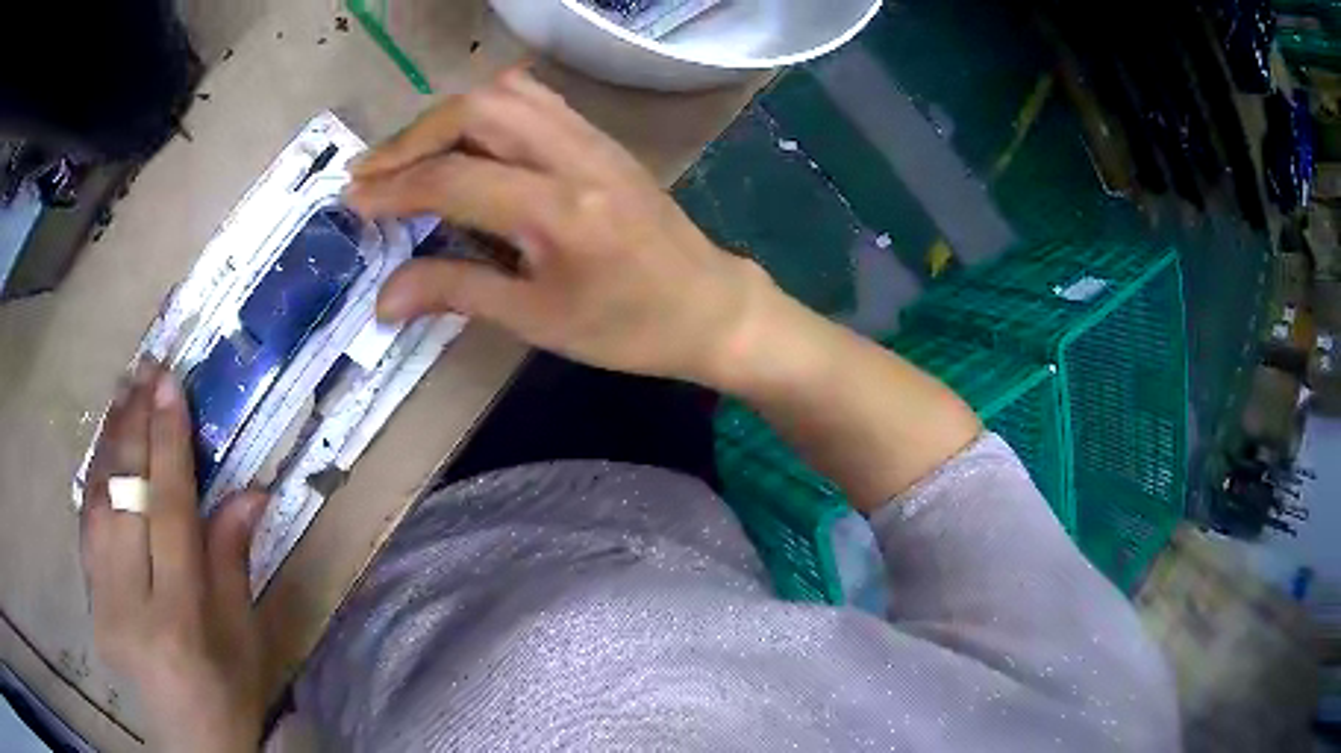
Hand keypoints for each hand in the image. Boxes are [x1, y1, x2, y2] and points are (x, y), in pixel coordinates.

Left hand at [81, 361, 267, 751]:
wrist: (189, 742)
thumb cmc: (228, 692)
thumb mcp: (244, 637)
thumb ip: (233, 559)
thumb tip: (251, 489)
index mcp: (178, 617)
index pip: (168, 512)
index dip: (168, 443)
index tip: (169, 384)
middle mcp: (130, 604)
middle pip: (124, 499)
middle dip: (133, 427)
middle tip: (144, 372)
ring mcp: (101, 601)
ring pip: (98, 503)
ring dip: (109, 443)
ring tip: (122, 392)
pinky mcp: (89, 600)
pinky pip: (87, 526)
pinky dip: (95, 478)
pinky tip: (103, 447)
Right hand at [345, 69, 773, 386]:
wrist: (710, 307)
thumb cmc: (629, 328)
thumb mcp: (538, 320)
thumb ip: (457, 292)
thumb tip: (384, 298)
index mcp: (558, 210)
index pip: (453, 179)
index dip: (394, 188)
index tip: (354, 202)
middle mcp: (574, 156)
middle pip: (476, 111)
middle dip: (413, 137)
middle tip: (375, 173)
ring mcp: (593, 138)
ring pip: (505, 93)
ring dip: (447, 117)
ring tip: (412, 154)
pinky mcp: (602, 137)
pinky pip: (536, 99)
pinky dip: (488, 108)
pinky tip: (466, 137)